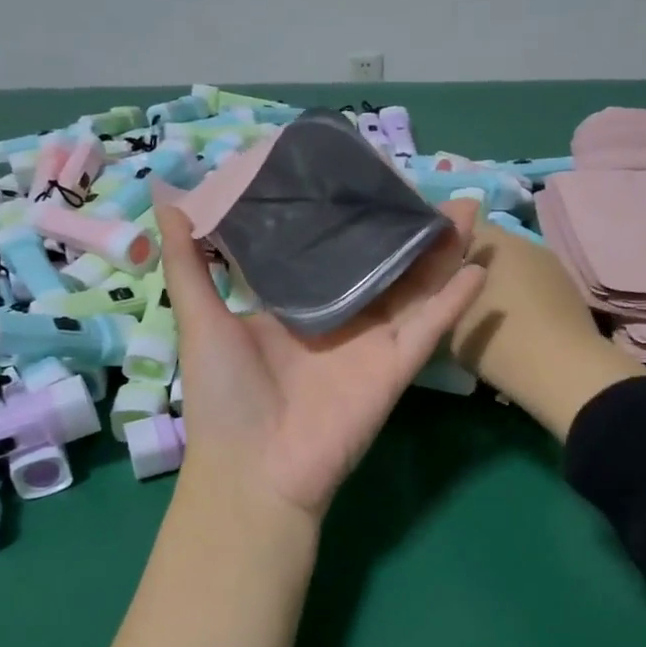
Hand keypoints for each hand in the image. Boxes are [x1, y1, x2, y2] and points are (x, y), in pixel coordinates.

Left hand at [156, 199, 486, 520]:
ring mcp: (370, 344)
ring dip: (440, 252)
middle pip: (380, 265)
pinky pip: (429, 329)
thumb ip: (188, 261)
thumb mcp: (199, 319)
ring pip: (414, 288)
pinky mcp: (393, 368)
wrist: (253, 470)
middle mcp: (337, 321)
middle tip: (423, 186)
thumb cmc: (223, 395)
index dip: (347, 218)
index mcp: (294, 307)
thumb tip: (166, 198)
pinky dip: (455, 301)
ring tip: (464, 208)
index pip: (328, 252)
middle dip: (403, 229)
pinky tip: (478, 266)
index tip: (360, 175)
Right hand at [448, 221, 645, 441]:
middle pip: (487, 249)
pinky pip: (532, 287)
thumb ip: (440, 296)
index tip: (428, 276)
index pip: (456, 229)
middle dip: (469, 268)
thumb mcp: (449, 323)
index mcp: (494, 240)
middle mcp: (525, 242)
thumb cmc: (499, 342)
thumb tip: (440, 284)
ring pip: (513, 269)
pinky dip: (520, 301)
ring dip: (497, 285)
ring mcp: (552, 265)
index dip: (440, 250)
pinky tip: (511, 326)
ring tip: (481, 315)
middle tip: (450, 298)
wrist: (565, 374)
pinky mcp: (569, 290)